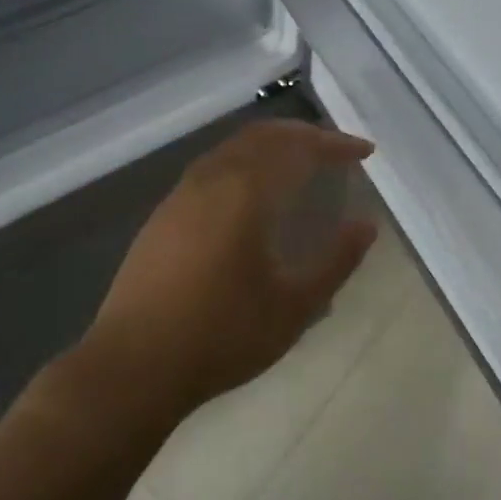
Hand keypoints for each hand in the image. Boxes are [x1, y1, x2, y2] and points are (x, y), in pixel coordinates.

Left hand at [79, 121, 377, 427]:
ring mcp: (179, 196)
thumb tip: (365, 225)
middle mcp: (209, 180)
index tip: (364, 152)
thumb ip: (335, 261)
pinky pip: (210, 170)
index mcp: (244, 192)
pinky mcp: (161, 216)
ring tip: (298, 167)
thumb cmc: (222, 335)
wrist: (135, 364)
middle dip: (302, 135)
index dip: (334, 144)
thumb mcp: (294, 306)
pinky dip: (242, 165)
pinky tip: (250, 197)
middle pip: (261, 136)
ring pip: (231, 149)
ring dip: (269, 147)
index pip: (297, 148)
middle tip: (334, 150)